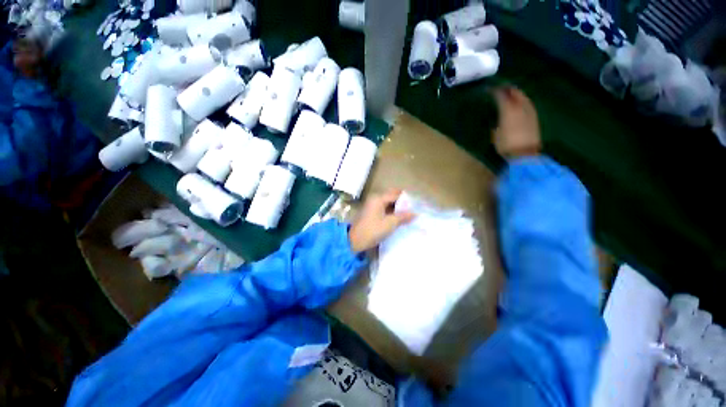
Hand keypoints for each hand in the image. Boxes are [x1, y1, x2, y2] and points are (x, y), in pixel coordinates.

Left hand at [349, 189, 414, 252]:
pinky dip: (391, 211)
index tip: (417, 204)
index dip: (407, 199)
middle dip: (402, 202)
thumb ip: (403, 216)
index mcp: (378, 198)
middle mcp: (375, 199)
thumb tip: (415, 213)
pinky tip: (398, 217)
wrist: (355, 241)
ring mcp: (372, 206)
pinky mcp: (371, 213)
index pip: (396, 194)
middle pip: (391, 197)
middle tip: (413, 209)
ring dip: (397, 207)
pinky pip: (384, 208)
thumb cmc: (373, 230)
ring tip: (408, 214)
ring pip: (388, 203)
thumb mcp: (390, 223)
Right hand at [492, 86, 541, 158]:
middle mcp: (520, 107)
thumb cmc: (506, 145)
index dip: (495, 91)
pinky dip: (522, 100)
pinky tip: (519, 102)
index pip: (501, 95)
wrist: (525, 153)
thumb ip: (497, 121)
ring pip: (523, 96)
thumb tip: (497, 116)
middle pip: (515, 92)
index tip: (488, 90)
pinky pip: (527, 103)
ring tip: (509, 93)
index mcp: (508, 110)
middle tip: (500, 88)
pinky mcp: (534, 116)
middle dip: (507, 89)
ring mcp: (529, 111)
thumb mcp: (496, 134)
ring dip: (516, 93)